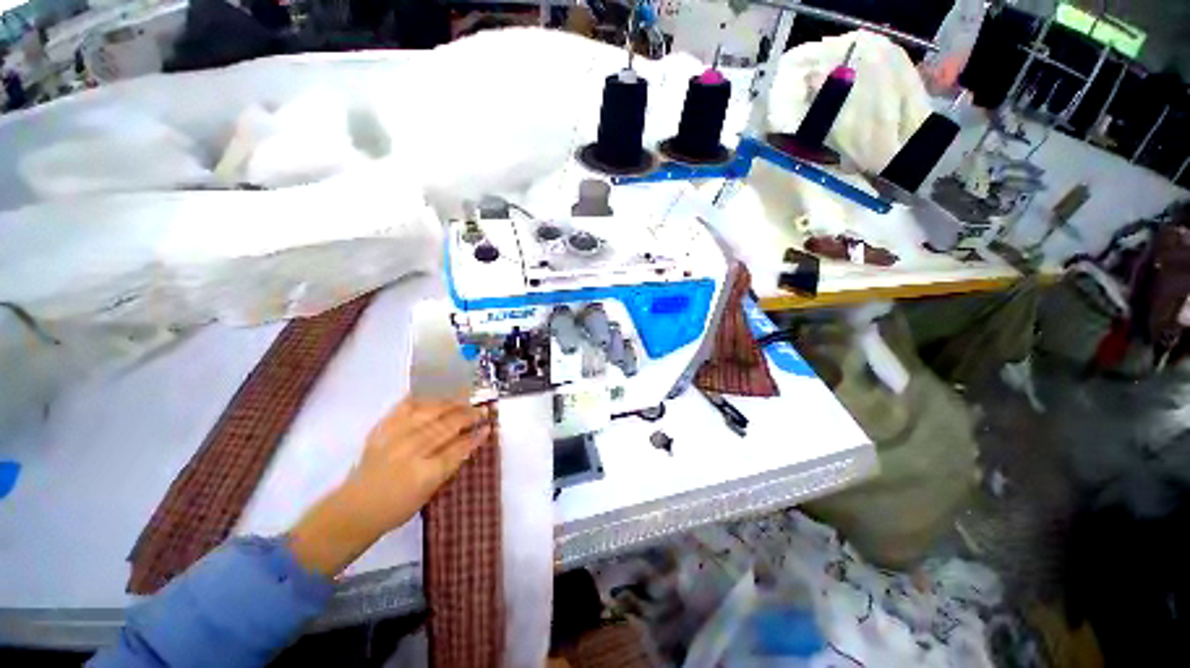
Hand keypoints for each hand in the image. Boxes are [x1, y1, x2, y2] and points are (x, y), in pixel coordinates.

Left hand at [288, 399, 492, 577]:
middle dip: (468, 416)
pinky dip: (423, 397)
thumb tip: (470, 442)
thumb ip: (450, 465)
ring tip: (466, 398)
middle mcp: (410, 451)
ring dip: (452, 403)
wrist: (354, 509)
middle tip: (482, 410)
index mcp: (425, 473)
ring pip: (430, 412)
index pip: (458, 448)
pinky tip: (436, 391)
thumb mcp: (429, 492)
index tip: (489, 427)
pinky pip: (405, 406)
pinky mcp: (382, 429)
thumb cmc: (397, 507)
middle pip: (446, 426)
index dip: (475, 436)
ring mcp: (394, 437)